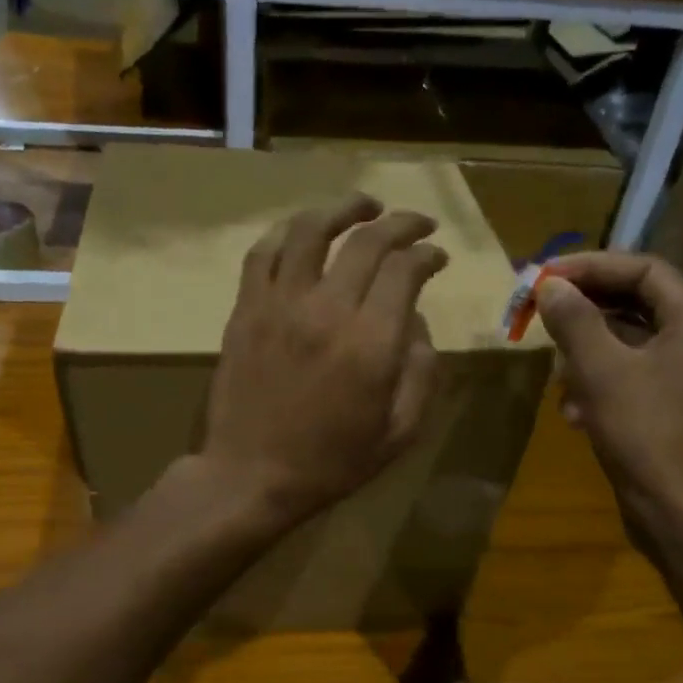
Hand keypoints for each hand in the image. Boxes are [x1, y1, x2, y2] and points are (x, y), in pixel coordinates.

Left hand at [199, 195, 447, 529]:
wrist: (251, 476)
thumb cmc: (331, 463)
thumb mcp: (400, 432)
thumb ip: (422, 373)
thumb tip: (418, 324)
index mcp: (371, 344)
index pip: (405, 270)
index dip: (427, 254)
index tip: (438, 256)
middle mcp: (326, 310)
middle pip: (367, 241)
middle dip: (401, 223)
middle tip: (417, 223)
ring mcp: (279, 305)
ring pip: (310, 230)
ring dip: (342, 208)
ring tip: (364, 205)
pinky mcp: (245, 310)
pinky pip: (262, 253)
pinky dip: (286, 232)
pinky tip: (303, 231)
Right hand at [535, 252, 682, 546]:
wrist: (677, 510)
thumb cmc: (644, 432)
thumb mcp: (601, 370)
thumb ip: (574, 320)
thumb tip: (549, 285)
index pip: (643, 269)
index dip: (591, 266)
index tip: (544, 276)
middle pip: (634, 301)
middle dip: (583, 309)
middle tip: (538, 311)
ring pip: (625, 339)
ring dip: (585, 350)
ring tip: (556, 370)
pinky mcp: (667, 402)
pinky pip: (626, 372)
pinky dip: (596, 382)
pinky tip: (573, 411)